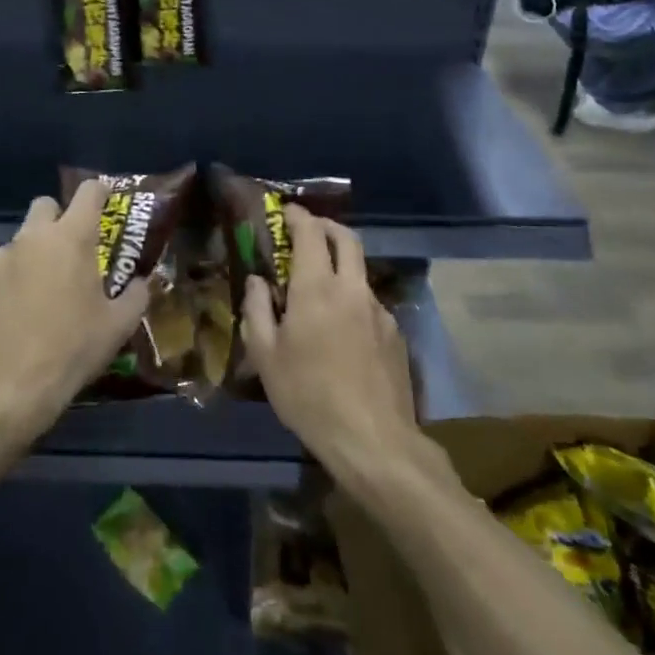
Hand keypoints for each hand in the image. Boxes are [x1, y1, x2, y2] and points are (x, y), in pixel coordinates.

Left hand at [0, 179, 150, 445]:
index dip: (99, 192)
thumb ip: (137, 294)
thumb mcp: (119, 325)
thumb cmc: (74, 349)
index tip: (104, 202)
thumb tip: (143, 281)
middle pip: (46, 205)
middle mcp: (34, 236)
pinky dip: (7, 278)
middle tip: (67, 251)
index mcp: (72, 238)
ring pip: (20, 239)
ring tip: (37, 290)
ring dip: (32, 254)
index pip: (89, 192)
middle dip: (58, 219)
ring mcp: (1, 255)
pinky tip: (12, 308)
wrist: (14, 385)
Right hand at [241, 207, 416, 487]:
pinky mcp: (396, 335)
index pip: (310, 232)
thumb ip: (258, 310)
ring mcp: (379, 311)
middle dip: (325, 226)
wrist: (375, 442)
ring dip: (340, 265)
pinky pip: (370, 303)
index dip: (298, 216)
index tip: (285, 212)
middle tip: (306, 231)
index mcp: (317, 288)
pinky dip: (352, 299)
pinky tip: (341, 329)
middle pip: (346, 238)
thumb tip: (258, 281)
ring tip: (320, 288)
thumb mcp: (266, 356)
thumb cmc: (309, 396)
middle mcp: (352, 289)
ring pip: (360, 271)